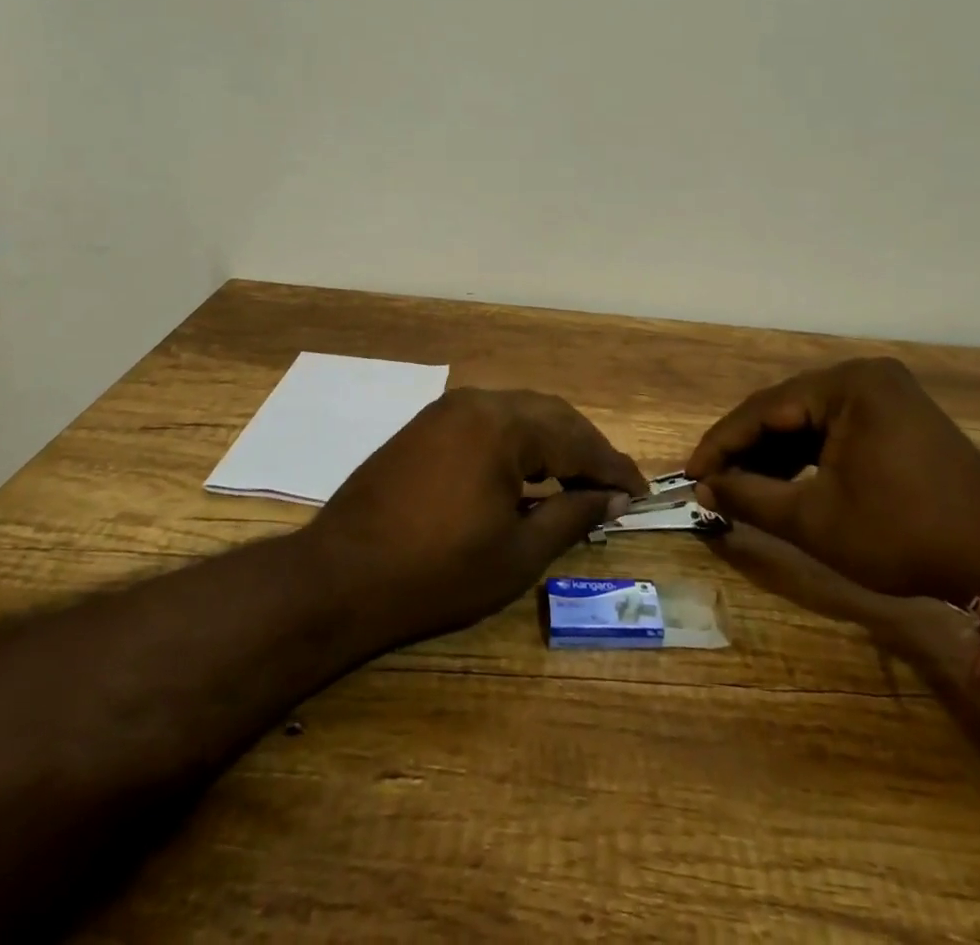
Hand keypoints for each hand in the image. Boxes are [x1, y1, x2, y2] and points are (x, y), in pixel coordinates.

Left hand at [304, 388, 647, 644]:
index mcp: (503, 425)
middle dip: (586, 449)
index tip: (640, 491)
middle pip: (551, 416)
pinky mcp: (425, 426)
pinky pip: (488, 422)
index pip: (576, 439)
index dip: (613, 467)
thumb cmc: (437, 573)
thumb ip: (572, 515)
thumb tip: (614, 498)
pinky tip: (526, 473)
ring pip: (519, 414)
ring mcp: (446, 411)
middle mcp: (477, 402)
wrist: (339, 578)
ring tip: (576, 479)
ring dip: (553, 442)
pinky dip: (518, 442)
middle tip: (613, 486)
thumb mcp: (518, 553)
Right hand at [683, 359, 979, 606]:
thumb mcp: (815, 520)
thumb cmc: (903, 534)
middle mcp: (866, 377)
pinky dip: (809, 455)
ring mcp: (888, 395)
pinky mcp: (900, 418)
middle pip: (787, 410)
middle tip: (714, 481)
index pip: (764, 408)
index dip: (722, 443)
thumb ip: (751, 497)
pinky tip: (787, 481)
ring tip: (744, 486)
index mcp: (847, 385)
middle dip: (748, 449)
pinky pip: (838, 429)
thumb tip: (704, 487)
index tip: (692, 473)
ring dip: (776, 453)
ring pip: (811, 420)